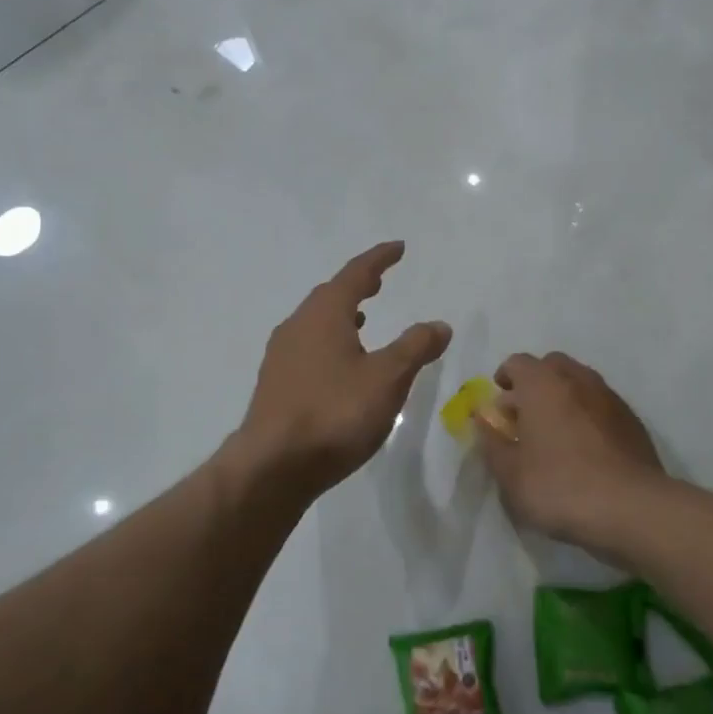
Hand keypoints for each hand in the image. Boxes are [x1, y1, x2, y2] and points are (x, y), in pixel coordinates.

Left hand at [233, 243, 451, 502]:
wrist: (272, 466)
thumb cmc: (334, 413)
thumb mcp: (387, 379)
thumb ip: (415, 347)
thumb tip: (439, 325)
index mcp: (324, 315)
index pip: (355, 274)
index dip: (379, 259)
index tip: (398, 248)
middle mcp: (297, 326)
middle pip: (330, 295)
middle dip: (357, 285)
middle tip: (379, 281)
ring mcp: (281, 356)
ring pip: (315, 322)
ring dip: (341, 314)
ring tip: (363, 320)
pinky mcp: (275, 384)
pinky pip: (307, 347)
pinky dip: (329, 341)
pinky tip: (340, 365)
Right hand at [477, 352, 665, 546]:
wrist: (631, 509)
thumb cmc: (559, 487)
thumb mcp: (510, 475)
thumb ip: (492, 443)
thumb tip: (484, 421)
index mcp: (543, 384)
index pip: (518, 363)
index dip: (504, 378)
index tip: (499, 403)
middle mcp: (577, 379)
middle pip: (552, 366)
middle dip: (535, 383)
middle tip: (526, 415)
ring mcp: (609, 398)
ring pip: (580, 383)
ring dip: (564, 397)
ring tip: (556, 432)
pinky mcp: (633, 420)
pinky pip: (601, 405)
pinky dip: (588, 415)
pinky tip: (585, 448)